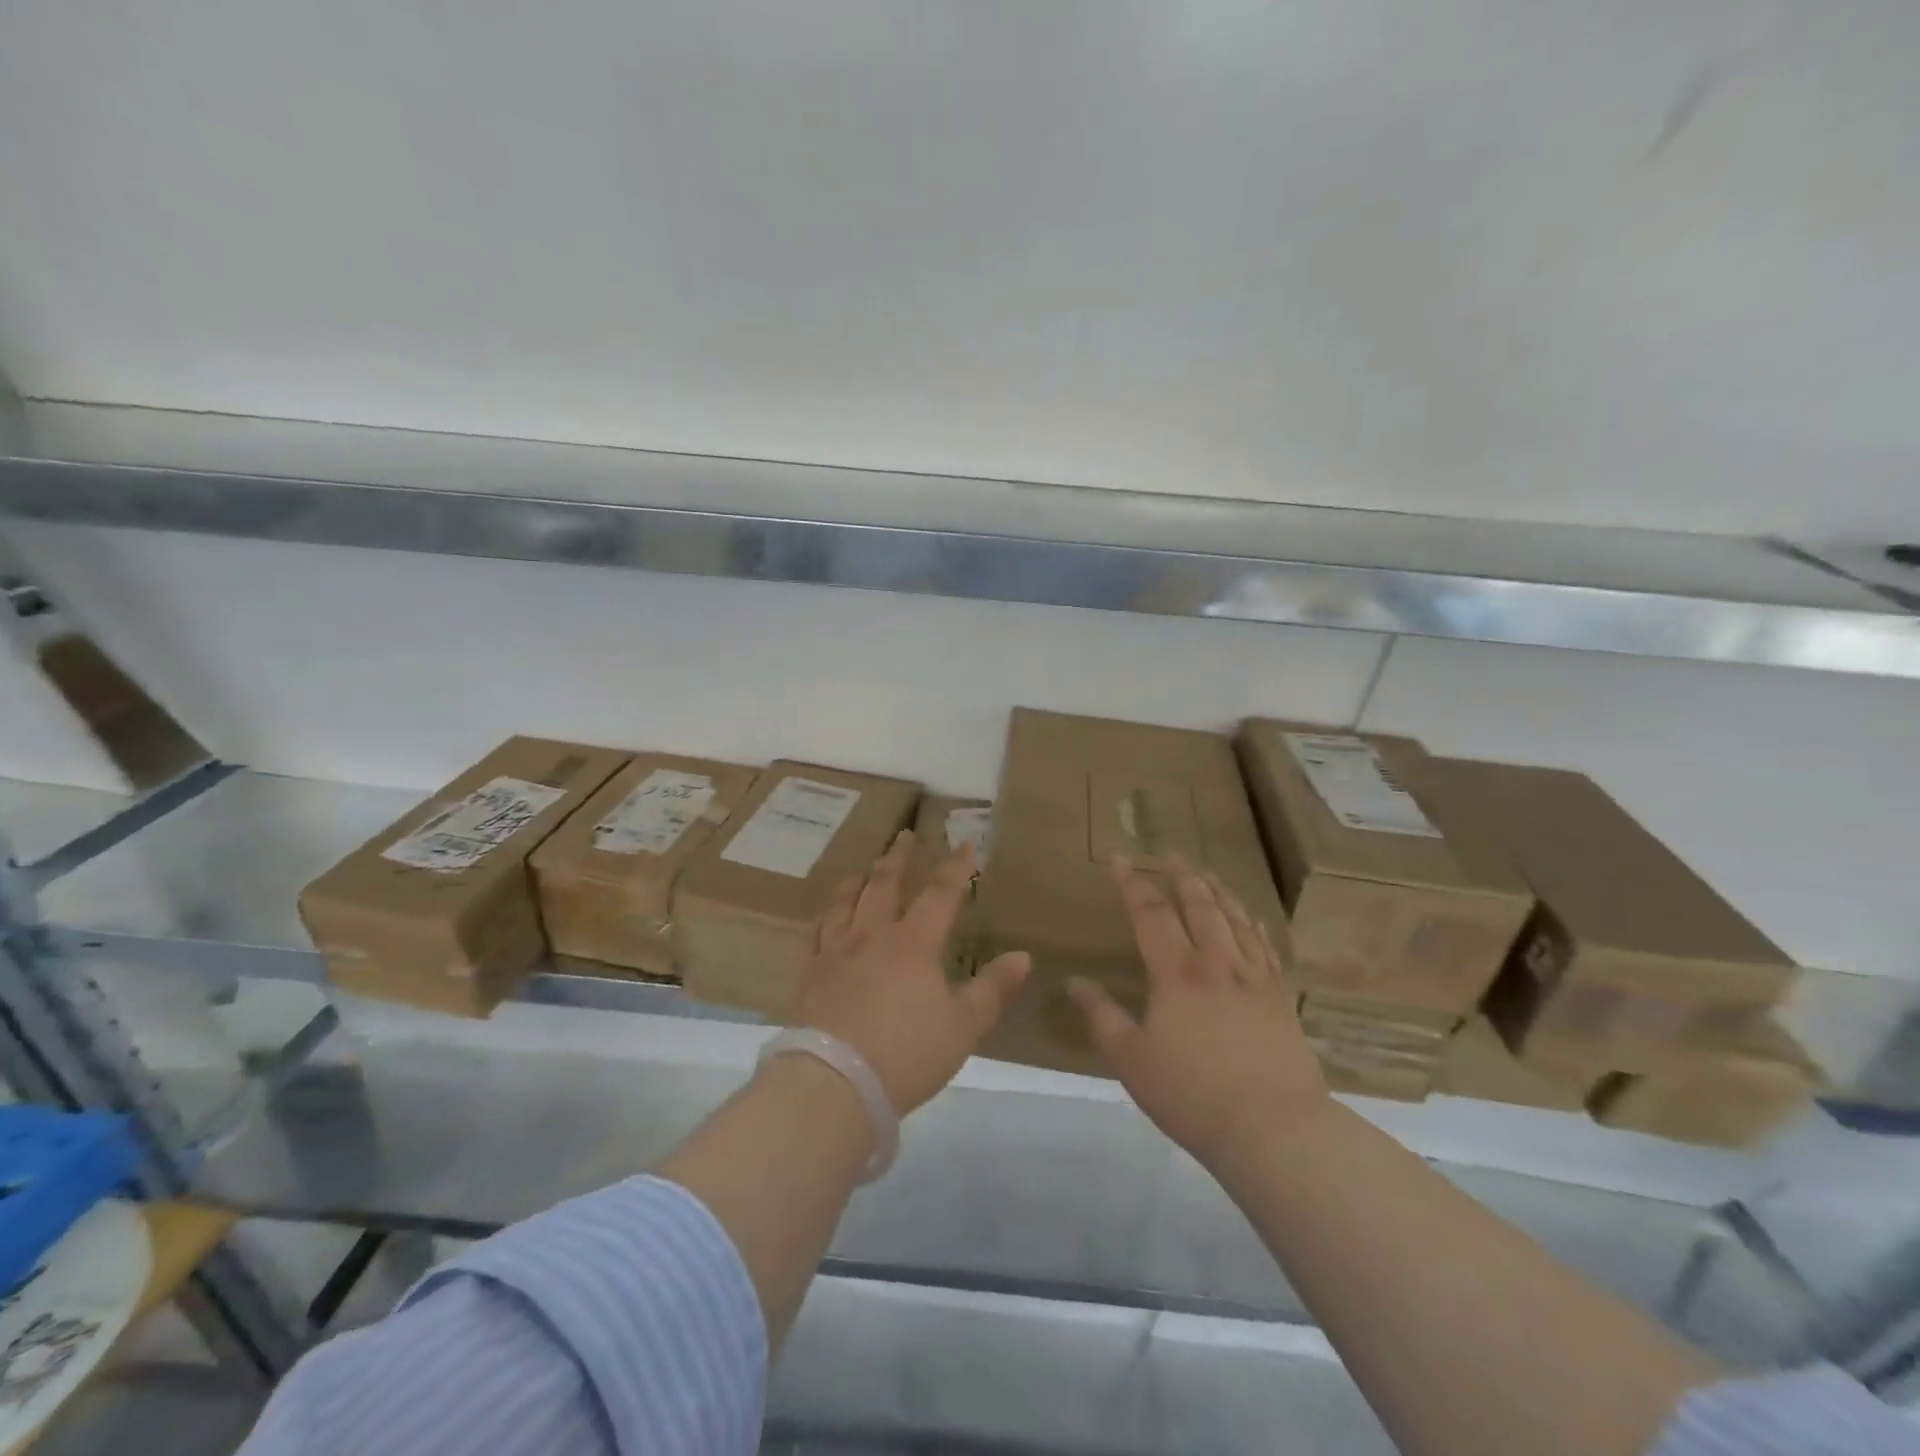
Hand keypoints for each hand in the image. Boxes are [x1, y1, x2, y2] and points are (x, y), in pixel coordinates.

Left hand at [793, 830, 1030, 1115]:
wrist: (834, 1083)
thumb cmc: (906, 1054)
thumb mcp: (962, 1027)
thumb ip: (992, 990)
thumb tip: (1023, 957)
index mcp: (913, 944)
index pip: (940, 894)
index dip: (956, 867)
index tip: (966, 841)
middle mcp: (872, 936)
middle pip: (885, 885)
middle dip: (899, 858)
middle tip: (905, 835)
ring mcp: (836, 952)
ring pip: (846, 902)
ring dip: (858, 881)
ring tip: (862, 869)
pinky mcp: (810, 975)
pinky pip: (816, 933)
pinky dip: (825, 917)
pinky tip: (825, 918)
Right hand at [1068, 858, 1327, 1166]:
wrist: (1273, 1128)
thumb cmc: (1192, 1094)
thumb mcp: (1131, 1059)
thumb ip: (1101, 1017)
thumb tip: (1073, 982)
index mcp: (1176, 973)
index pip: (1151, 914)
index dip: (1134, 885)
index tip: (1121, 860)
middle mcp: (1216, 963)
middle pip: (1199, 906)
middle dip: (1181, 876)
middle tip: (1170, 854)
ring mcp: (1253, 978)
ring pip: (1234, 920)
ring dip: (1217, 891)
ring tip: (1207, 873)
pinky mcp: (1279, 998)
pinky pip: (1265, 948)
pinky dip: (1253, 925)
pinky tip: (1250, 918)